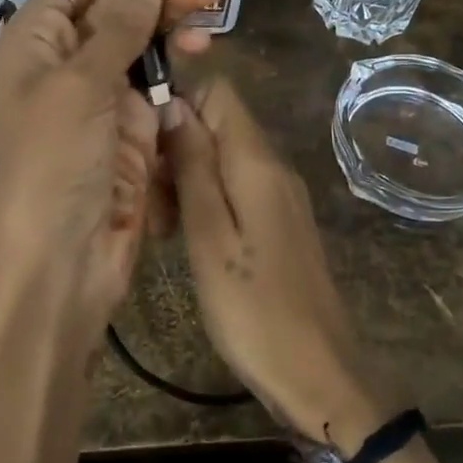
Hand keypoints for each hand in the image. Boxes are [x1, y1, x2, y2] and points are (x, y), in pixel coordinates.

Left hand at [0, 0, 224, 343]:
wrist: (62, 263)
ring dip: (177, 9)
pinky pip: (158, 73)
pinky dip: (179, 55)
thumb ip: (119, 27)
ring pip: (145, 31)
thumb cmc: (53, 169)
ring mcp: (101, 90)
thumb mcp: (81, 88)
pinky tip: (202, 43)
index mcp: (36, 38)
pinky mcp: (131, 122)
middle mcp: (66, 56)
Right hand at [162, 78, 390, 451]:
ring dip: (186, 178)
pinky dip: (206, 201)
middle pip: (218, 124)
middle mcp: (274, 166)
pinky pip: (237, 190)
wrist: (319, 372)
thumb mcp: (210, 237)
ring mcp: (280, 195)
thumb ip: (193, 167)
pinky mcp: (279, 223)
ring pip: (223, 159)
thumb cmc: (255, 310)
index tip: (143, 140)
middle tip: (148, 198)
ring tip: (162, 226)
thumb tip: (174, 105)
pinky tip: (186, 238)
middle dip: (176, 146)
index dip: (177, 101)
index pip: (218, 91)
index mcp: (258, 161)